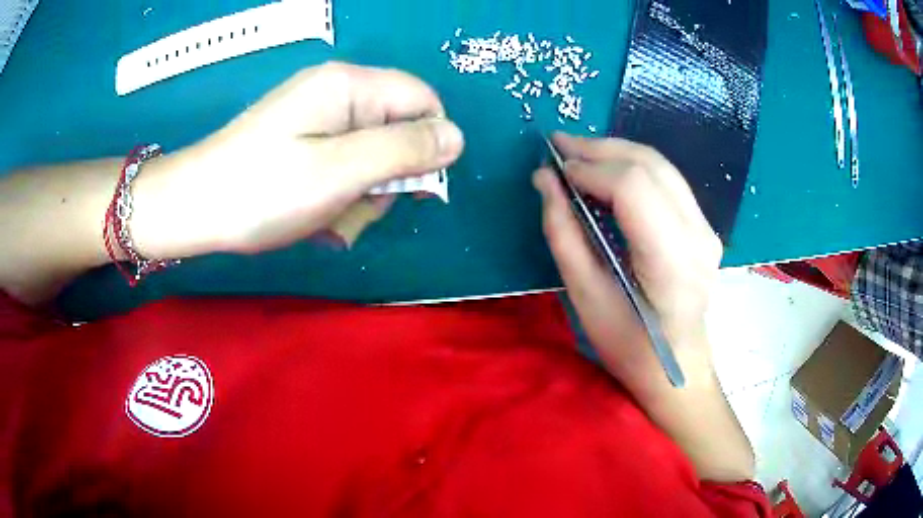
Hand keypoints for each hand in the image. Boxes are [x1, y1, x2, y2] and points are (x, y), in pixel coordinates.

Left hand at [133, 62, 464, 257]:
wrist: (193, 209)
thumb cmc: (262, 190)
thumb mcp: (339, 172)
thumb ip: (404, 151)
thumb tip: (457, 138)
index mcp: (350, 86)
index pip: (423, 101)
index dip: (428, 144)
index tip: (412, 189)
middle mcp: (338, 93)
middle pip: (396, 130)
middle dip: (385, 178)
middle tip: (352, 208)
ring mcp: (317, 118)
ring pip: (370, 156)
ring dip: (359, 196)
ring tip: (326, 220)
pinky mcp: (302, 142)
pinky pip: (342, 166)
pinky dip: (337, 196)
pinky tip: (314, 218)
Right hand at [534, 133, 721, 394]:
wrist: (676, 366)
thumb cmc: (628, 345)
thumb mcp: (585, 297)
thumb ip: (563, 232)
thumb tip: (544, 179)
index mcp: (672, 263)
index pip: (633, 188)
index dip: (591, 169)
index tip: (554, 170)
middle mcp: (698, 236)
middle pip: (649, 165)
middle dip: (599, 149)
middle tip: (558, 146)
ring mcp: (707, 228)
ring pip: (661, 165)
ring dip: (616, 151)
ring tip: (578, 153)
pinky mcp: (705, 226)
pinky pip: (667, 179)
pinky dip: (633, 166)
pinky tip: (608, 170)